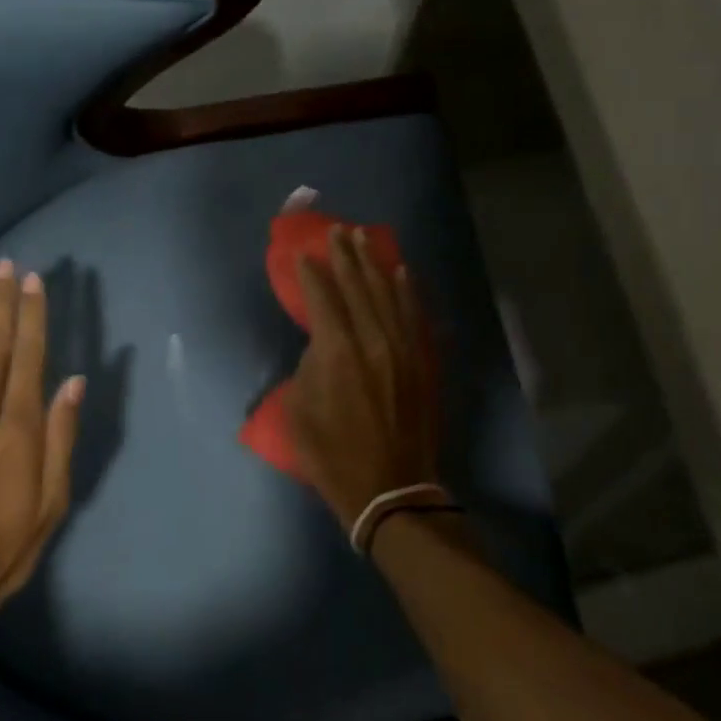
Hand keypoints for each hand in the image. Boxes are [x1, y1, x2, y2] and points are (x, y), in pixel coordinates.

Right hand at [286, 227, 440, 529]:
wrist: (389, 489)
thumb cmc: (333, 455)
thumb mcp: (299, 411)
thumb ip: (308, 367)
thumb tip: (323, 345)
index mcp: (337, 352)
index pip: (323, 298)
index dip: (312, 274)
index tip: (305, 254)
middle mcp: (373, 340)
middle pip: (358, 287)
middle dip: (346, 256)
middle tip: (338, 231)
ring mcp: (402, 349)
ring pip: (388, 294)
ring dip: (375, 264)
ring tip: (365, 240)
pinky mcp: (421, 361)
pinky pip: (413, 315)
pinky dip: (407, 291)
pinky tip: (402, 273)